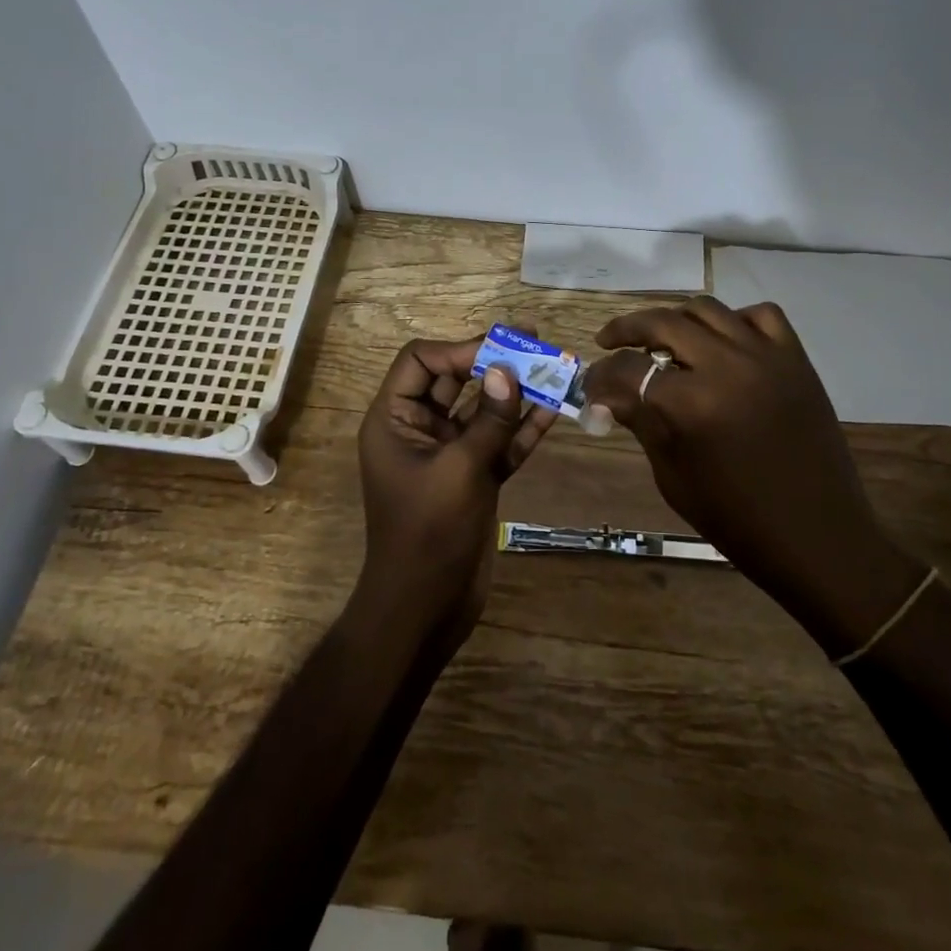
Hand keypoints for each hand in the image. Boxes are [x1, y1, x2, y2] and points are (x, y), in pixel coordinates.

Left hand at [354, 335, 557, 648]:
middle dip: (494, 360)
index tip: (501, 350)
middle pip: (455, 378)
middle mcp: (419, 429)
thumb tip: (507, 370)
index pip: (421, 361)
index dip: (459, 349)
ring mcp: (449, 453)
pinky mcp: (474, 476)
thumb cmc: (429, 534)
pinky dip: (523, 427)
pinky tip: (554, 410)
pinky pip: (499, 441)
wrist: (425, 609)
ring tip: (555, 367)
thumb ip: (488, 419)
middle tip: (536, 340)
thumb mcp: (460, 470)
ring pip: (483, 409)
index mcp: (395, 420)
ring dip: (516, 391)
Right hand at [582, 298, 925, 653]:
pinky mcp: (796, 358)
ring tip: (662, 339)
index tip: (590, 384)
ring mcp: (766, 356)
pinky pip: (760, 315)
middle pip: (663, 323)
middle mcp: (727, 366)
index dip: (600, 376)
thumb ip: (641, 422)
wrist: (818, 536)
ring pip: (707, 309)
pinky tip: (724, 343)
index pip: (627, 370)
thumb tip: (605, 396)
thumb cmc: (737, 519)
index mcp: (692, 404)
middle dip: (626, 329)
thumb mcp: (674, 476)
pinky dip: (735, 320)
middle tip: (610, 341)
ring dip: (676, 320)